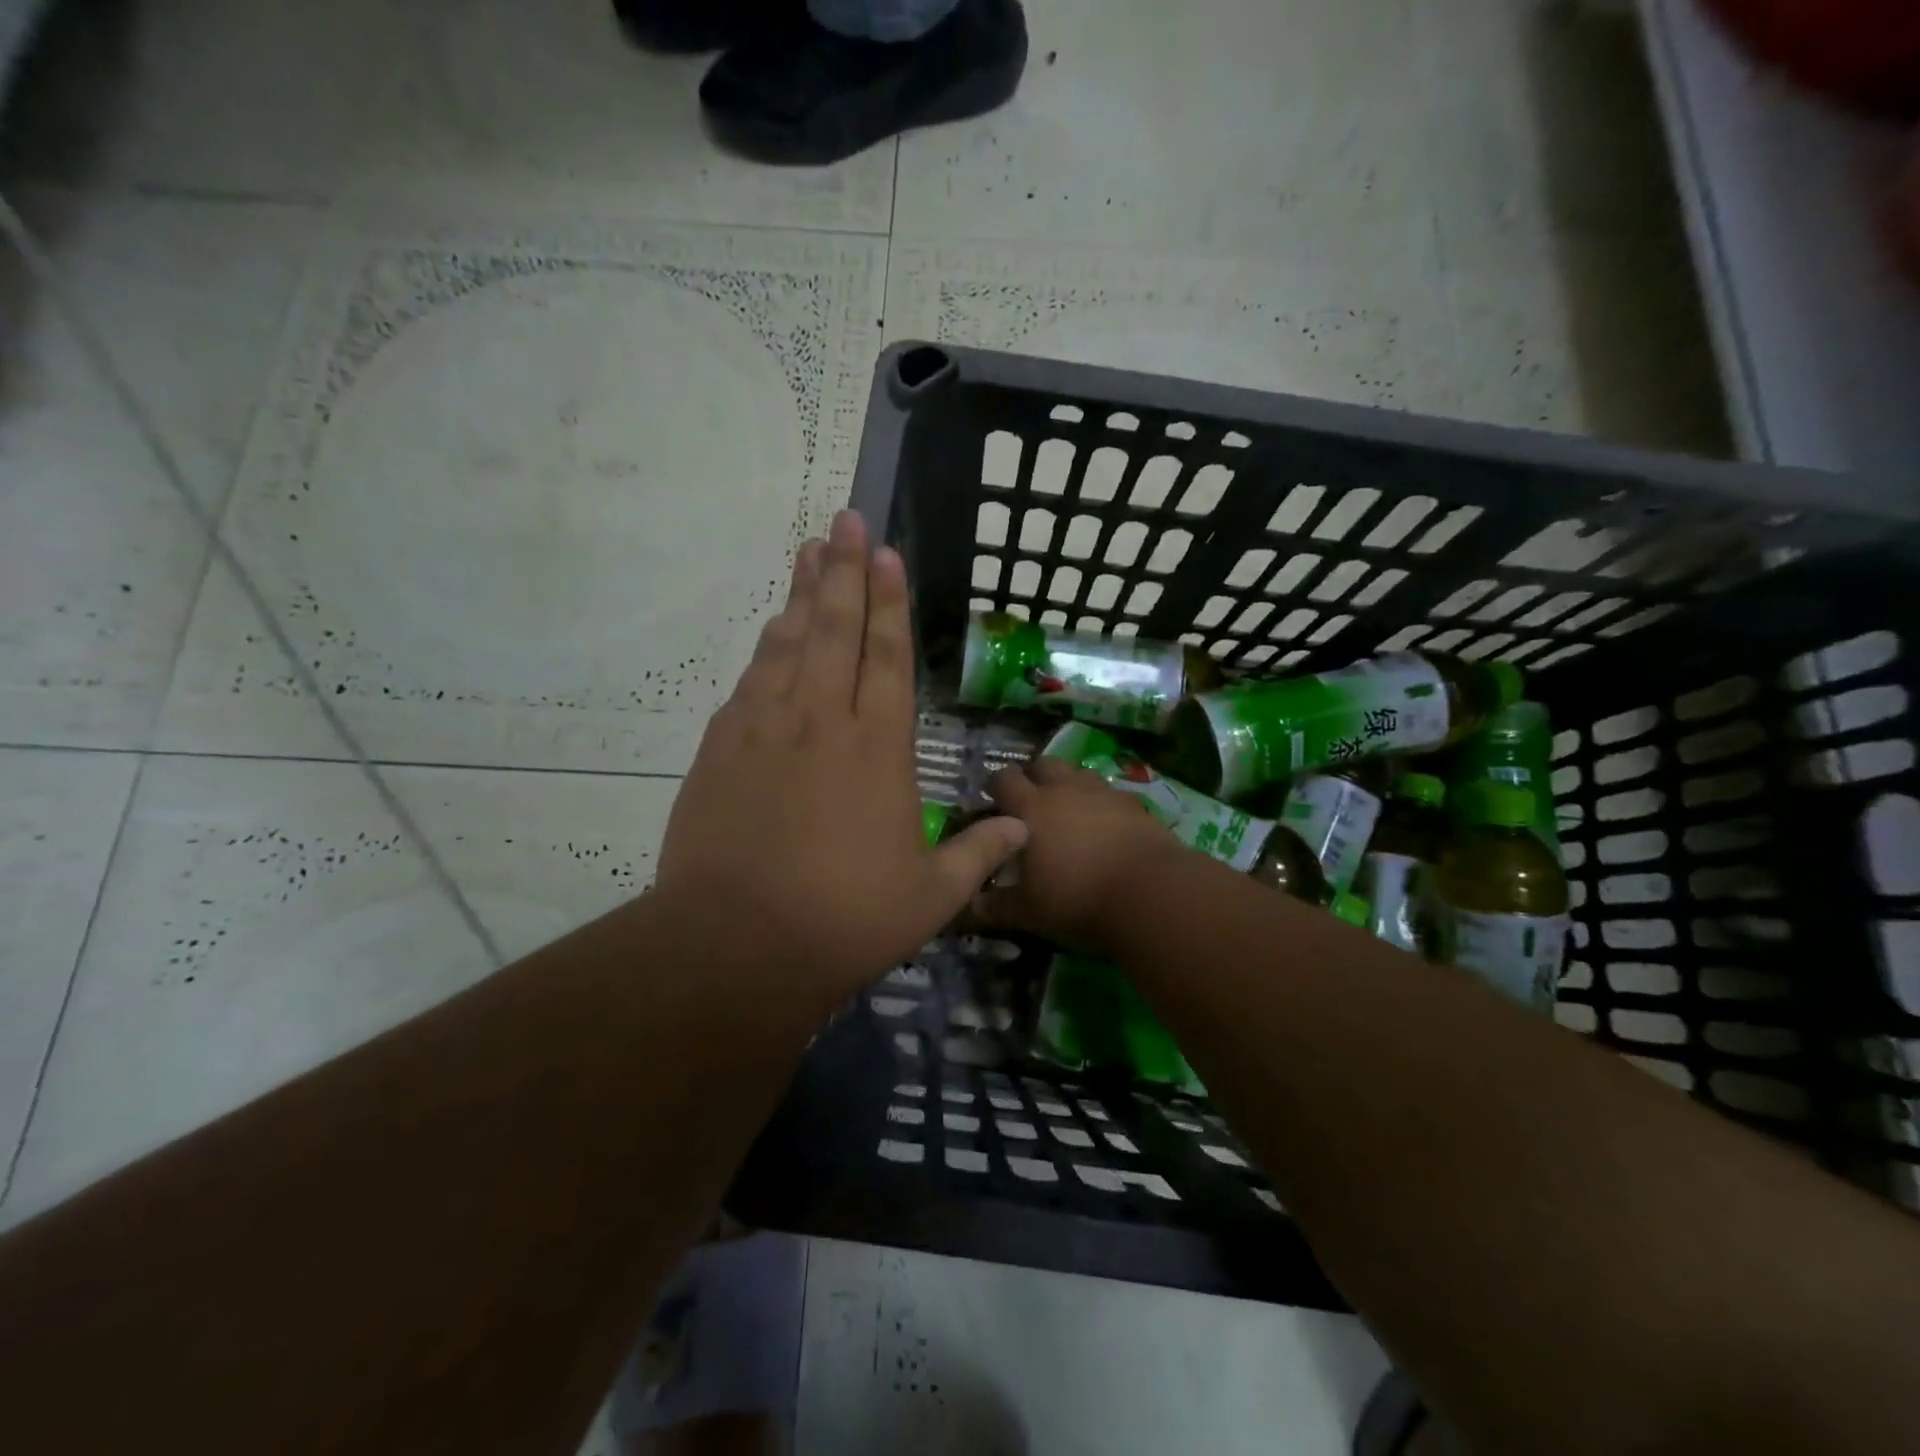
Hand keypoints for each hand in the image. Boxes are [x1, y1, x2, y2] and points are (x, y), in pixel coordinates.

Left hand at [655, 511, 1027, 1010]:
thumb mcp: (931, 897)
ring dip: (803, 595)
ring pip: (788, 644)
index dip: (890, 601)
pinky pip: (750, 681)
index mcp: (877, 748)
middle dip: (844, 571)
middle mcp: (821, 721)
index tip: (887, 553)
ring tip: (810, 552)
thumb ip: (979, 855)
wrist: (737, 943)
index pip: (887, 656)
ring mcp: (765, 729)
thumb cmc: (845, 919)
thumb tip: (1023, 830)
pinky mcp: (721, 749)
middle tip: (845, 520)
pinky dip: (766, 648)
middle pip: (835, 630)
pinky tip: (773, 629)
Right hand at [974, 759, 1181, 954]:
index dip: (996, 786)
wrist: (1150, 893)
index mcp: (1031, 807)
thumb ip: (995, 906)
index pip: (1004, 779)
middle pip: (1043, 764)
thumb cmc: (1077, 898)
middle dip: (1033, 777)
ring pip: (1079, 774)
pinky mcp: (1135, 805)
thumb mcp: (1028, 911)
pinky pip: (1111, 794)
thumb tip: (969, 907)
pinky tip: (1105, 827)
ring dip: (1069, 786)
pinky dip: (1102, 804)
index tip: (993, 802)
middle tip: (1031, 803)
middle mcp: (1065, 789)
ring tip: (1069, 812)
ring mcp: (1103, 793)